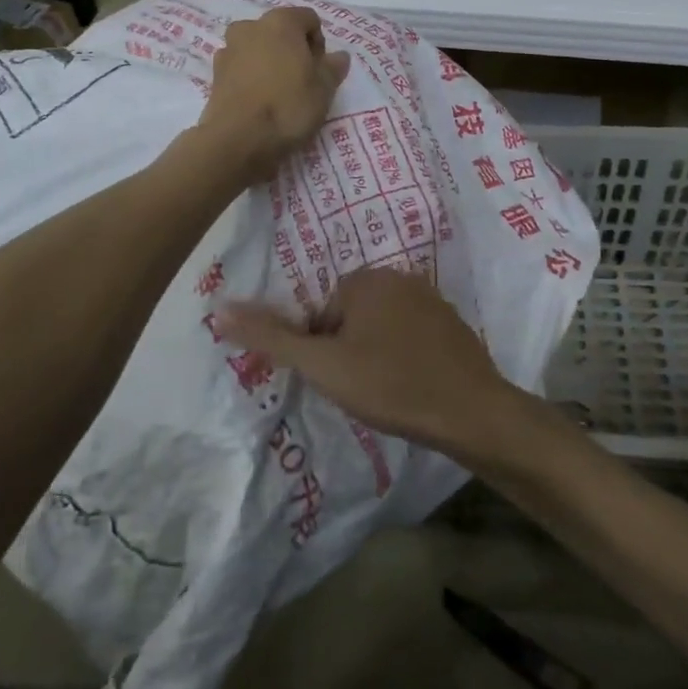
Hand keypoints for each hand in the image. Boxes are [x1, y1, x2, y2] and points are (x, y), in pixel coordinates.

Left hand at [197, 6, 348, 184]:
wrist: (238, 140)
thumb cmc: (288, 107)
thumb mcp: (324, 90)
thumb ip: (333, 67)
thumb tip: (339, 56)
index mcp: (280, 22)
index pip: (308, 18)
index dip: (319, 43)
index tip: (319, 70)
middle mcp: (250, 27)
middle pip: (280, 31)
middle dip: (292, 50)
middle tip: (302, 81)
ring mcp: (228, 49)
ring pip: (258, 48)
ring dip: (269, 62)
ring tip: (278, 92)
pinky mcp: (214, 74)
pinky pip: (241, 67)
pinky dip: (251, 76)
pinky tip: (258, 101)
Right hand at [214, 268, 527, 457]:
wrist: (470, 411)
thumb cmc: (390, 384)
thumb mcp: (322, 365)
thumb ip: (271, 337)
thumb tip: (218, 309)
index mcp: (366, 279)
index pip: (321, 312)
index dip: (321, 350)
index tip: (337, 379)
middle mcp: (399, 277)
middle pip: (350, 316)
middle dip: (347, 350)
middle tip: (360, 388)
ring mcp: (431, 299)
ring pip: (381, 327)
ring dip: (375, 355)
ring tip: (385, 391)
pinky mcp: (452, 323)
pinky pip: (411, 335)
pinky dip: (404, 357)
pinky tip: (411, 386)